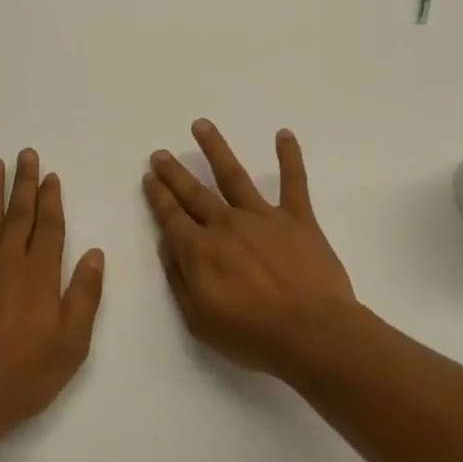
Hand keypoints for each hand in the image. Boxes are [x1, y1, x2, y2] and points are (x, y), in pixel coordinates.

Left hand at [0, 149, 105, 441]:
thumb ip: (84, 295)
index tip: (51, 176)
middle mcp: (7, 263)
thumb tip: (94, 253)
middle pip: (18, 214)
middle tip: (25, 154)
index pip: (49, 227)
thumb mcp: (71, 344)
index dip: (51, 199)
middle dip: (24, 183)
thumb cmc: (25, 376)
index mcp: (39, 276)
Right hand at [143, 120, 358, 377]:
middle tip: (160, 153)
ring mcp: (263, 217)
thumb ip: (180, 279)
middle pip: (194, 192)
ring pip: (233, 175)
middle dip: (174, 172)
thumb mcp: (199, 320)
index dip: (158, 196)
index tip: (149, 177)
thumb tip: (169, 245)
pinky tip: (284, 134)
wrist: (313, 334)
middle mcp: (226, 224)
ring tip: (201, 125)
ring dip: (215, 149)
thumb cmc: (253, 335)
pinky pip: (294, 182)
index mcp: (200, 250)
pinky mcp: (298, 219)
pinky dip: (289, 157)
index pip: (171, 217)